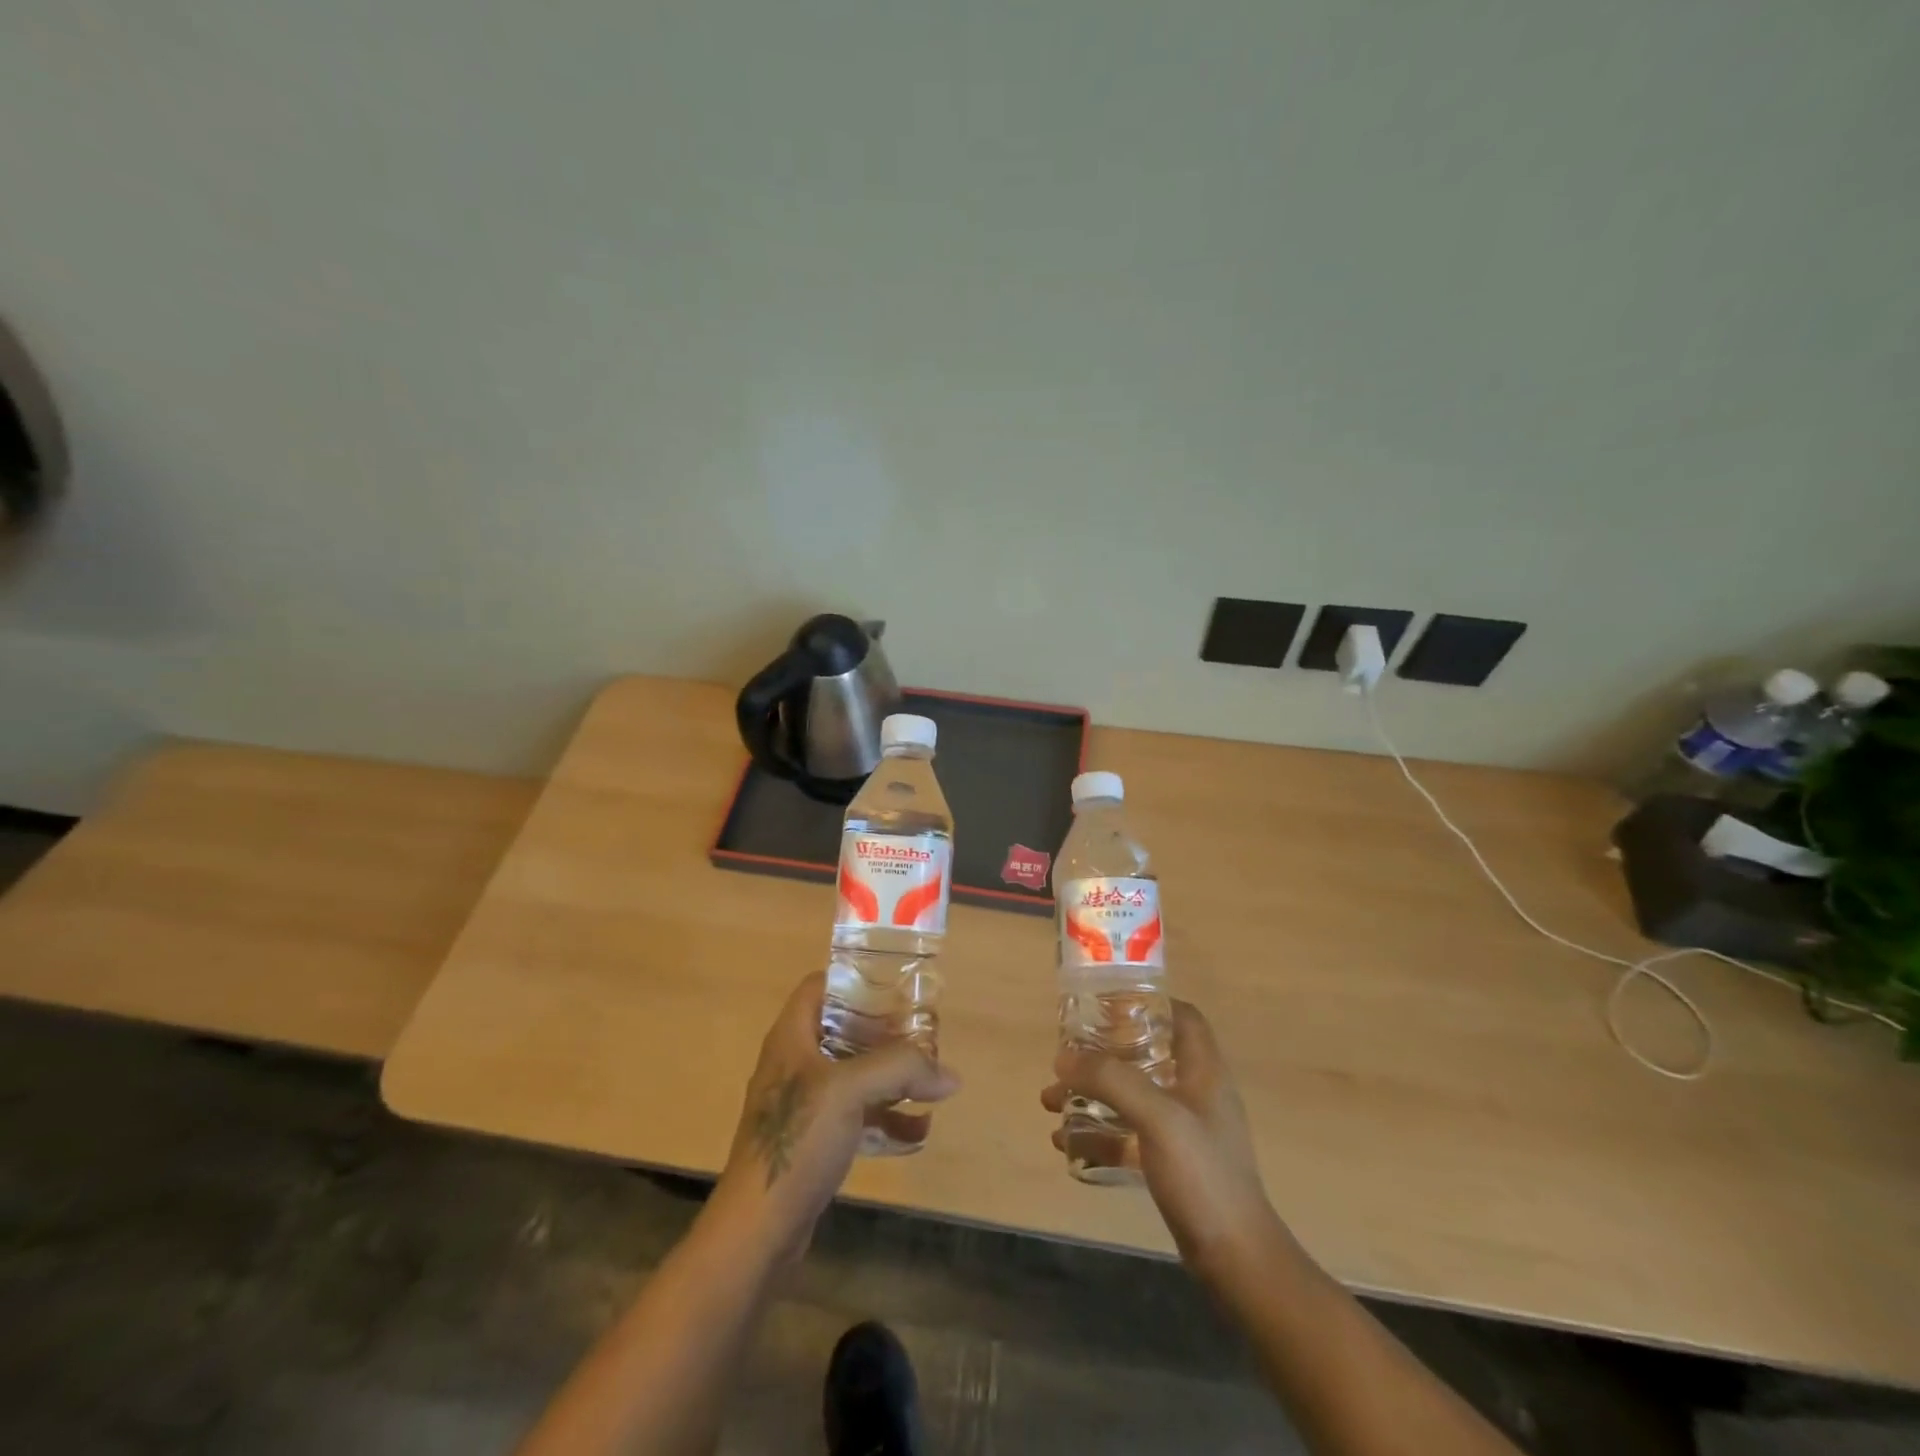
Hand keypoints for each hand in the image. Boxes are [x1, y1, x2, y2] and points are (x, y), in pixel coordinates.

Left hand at [713, 972, 959, 1259]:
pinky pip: (855, 1117)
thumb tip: (949, 1074)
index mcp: (792, 1037)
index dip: (856, 981)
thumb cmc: (797, 1140)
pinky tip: (918, 1132)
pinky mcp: (813, 1142)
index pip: (820, 986)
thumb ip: (901, 1069)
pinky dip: (885, 1119)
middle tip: (923, 1037)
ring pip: (853, 1075)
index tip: (896, 988)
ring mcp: (803, 1105)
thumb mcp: (851, 1090)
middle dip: (885, 1033)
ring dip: (891, 1078)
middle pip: (844, 1030)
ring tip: (930, 1083)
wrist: (757, 1229)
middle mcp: (795, 1064)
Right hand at [1041, 1000, 1280, 1284]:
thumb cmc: (1203, 1175)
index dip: (1148, 1002)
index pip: (1182, 1016)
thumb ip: (1112, 1081)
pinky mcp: (1172, 1163)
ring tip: (1051, 1101)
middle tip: (1067, 1057)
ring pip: (1132, 1095)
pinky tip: (1066, 1143)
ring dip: (1092, 1094)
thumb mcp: (1157, 1118)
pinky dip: (1098, 1133)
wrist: (1235, 1260)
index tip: (1105, 1005)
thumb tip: (1064, 1057)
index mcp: (1204, 1071)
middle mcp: (1195, 1093)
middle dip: (1103, 1054)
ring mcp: (1184, 1130)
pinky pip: (1128, 1134)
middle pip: (1147, 1053)